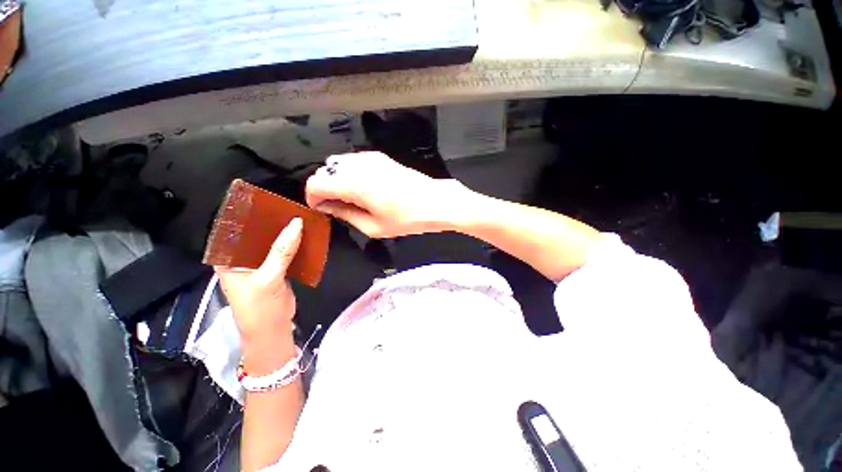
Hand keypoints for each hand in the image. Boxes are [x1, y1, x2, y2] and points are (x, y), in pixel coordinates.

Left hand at [215, 218, 301, 361]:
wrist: (273, 330)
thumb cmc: (260, 307)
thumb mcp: (268, 278)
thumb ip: (281, 251)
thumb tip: (296, 222)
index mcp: (227, 259)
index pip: (232, 231)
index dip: (246, 215)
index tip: (262, 199)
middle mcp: (240, 259)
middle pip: (254, 235)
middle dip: (269, 222)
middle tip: (285, 205)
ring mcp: (259, 264)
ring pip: (271, 242)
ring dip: (282, 232)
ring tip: (296, 215)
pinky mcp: (275, 269)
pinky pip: (283, 251)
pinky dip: (293, 243)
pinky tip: (303, 233)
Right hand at [305, 152, 468, 237]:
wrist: (434, 202)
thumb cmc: (407, 219)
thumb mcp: (373, 226)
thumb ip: (345, 214)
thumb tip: (327, 206)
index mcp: (355, 184)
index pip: (316, 182)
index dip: (312, 197)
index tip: (320, 208)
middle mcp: (359, 166)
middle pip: (325, 171)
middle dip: (325, 188)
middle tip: (337, 206)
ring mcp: (371, 158)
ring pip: (338, 164)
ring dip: (337, 180)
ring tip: (351, 198)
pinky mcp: (380, 157)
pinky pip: (354, 161)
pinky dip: (350, 173)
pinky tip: (363, 188)